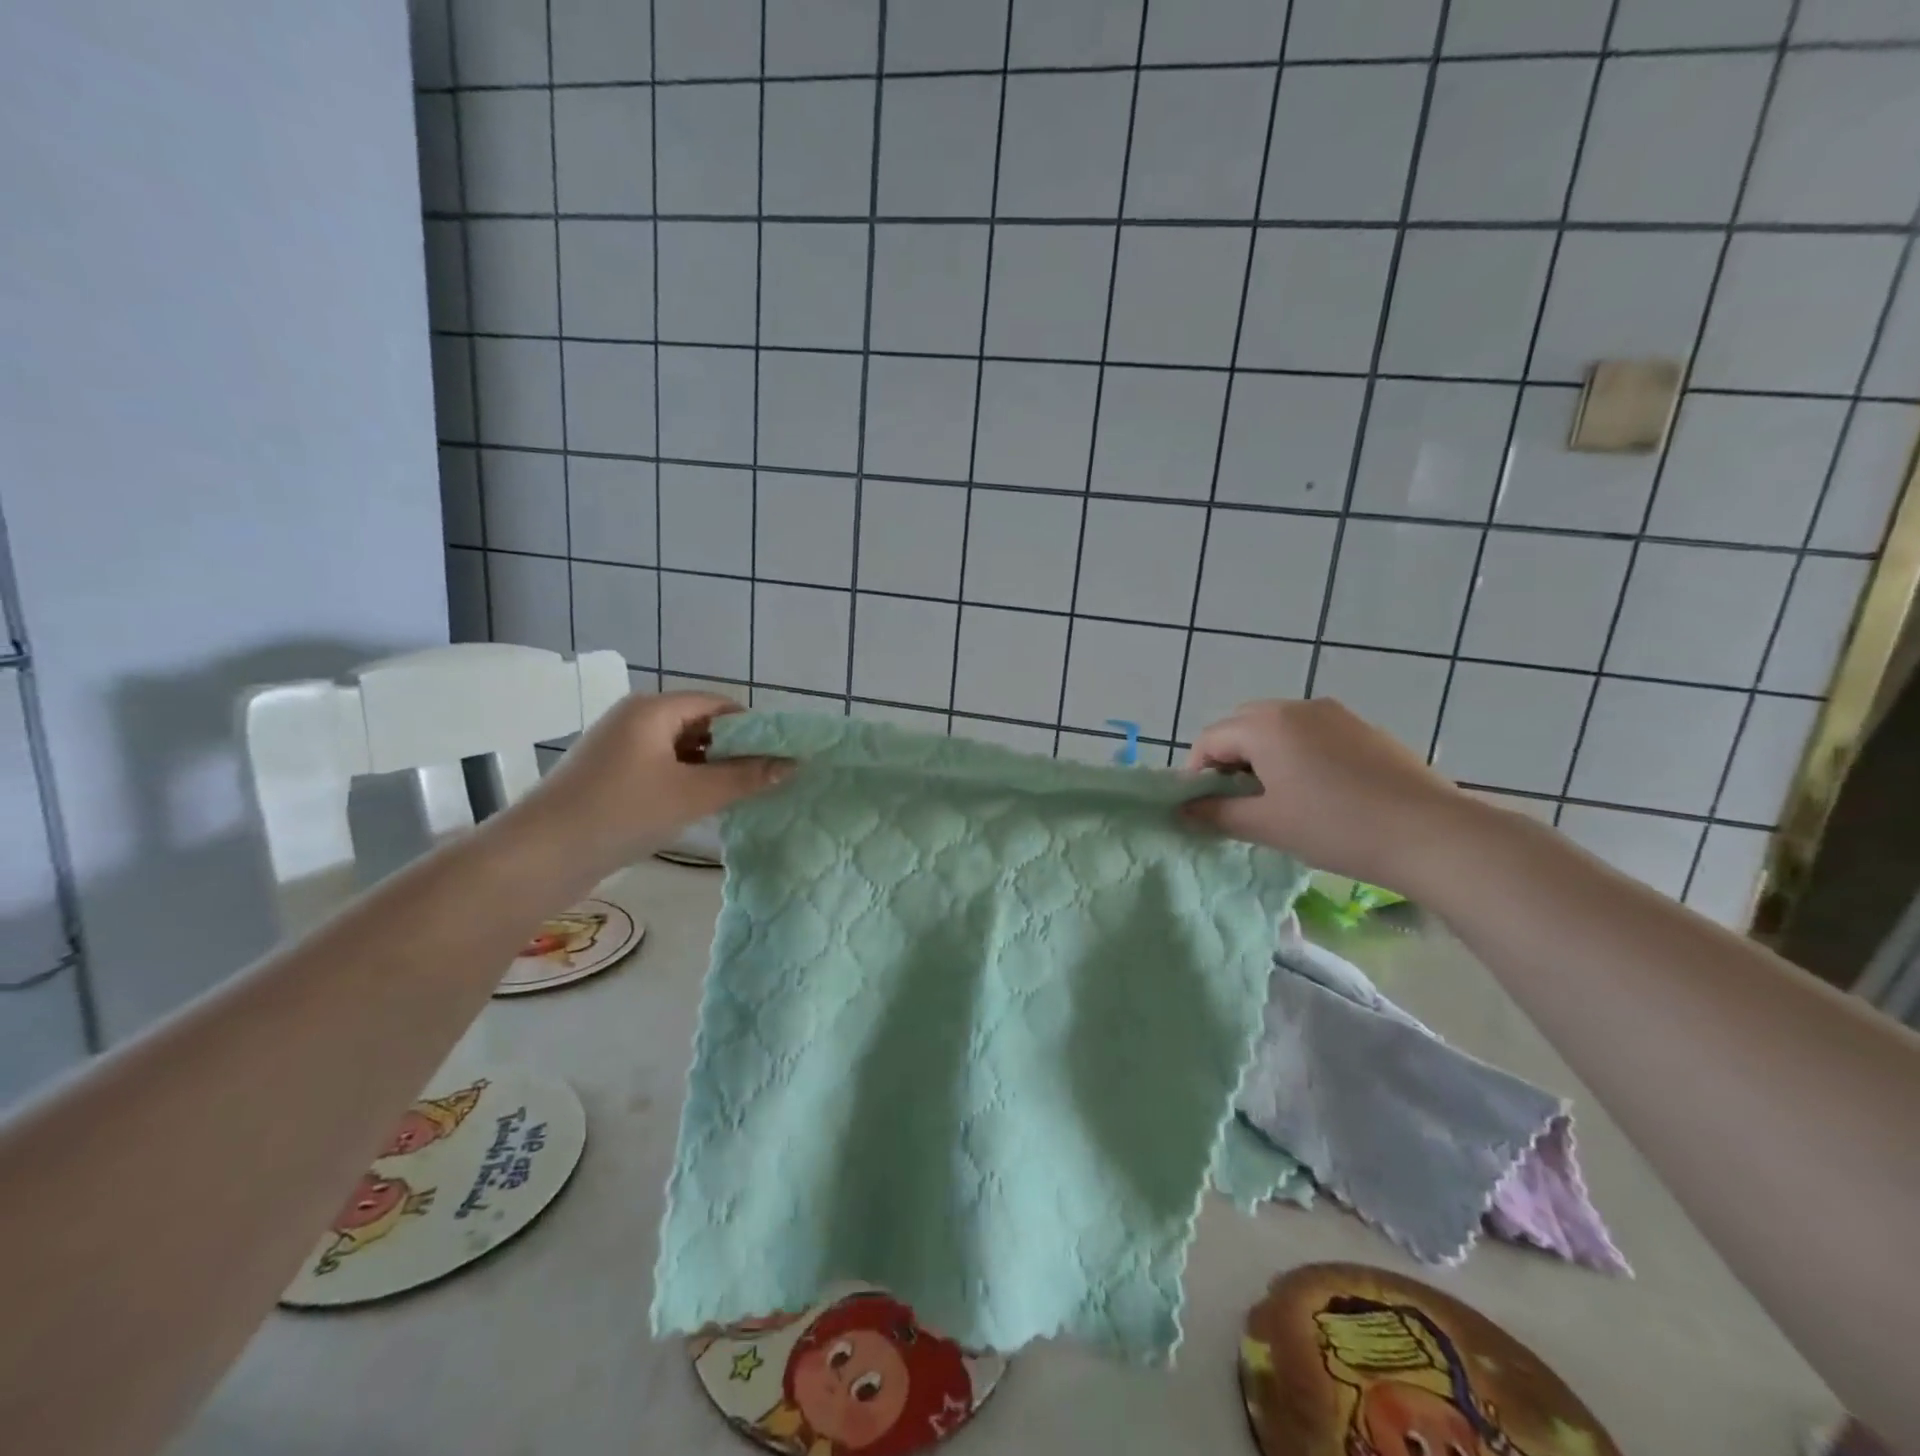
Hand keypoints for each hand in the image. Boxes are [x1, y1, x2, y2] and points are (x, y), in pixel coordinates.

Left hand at [511, 692, 788, 878]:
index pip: (718, 704)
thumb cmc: (622, 812)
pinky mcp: (610, 776)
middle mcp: (635, 719)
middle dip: (734, 749)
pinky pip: (661, 767)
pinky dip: (686, 781)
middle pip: (699, 724)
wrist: (539, 856)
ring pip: (681, 749)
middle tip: (766, 778)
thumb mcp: (692, 795)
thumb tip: (792, 764)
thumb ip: (745, 777)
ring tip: (742, 794)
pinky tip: (703, 806)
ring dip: (711, 768)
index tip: (780, 754)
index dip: (754, 726)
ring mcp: (619, 748)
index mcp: (654, 709)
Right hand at [1183, 699, 1478, 892]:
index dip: (1197, 774)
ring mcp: (1335, 714)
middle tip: (1239, 804)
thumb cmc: (1336, 827)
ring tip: (1278, 800)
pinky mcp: (1364, 729)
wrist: (1432, 834)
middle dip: (1228, 762)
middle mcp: (1296, 706)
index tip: (1205, 810)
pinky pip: (1311, 734)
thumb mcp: (1267, 824)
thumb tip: (1183, 810)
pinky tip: (1317, 793)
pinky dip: (1296, 756)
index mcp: (1266, 724)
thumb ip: (1216, 814)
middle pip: (1241, 727)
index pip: (1209, 740)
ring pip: (1278, 729)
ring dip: (1262, 758)